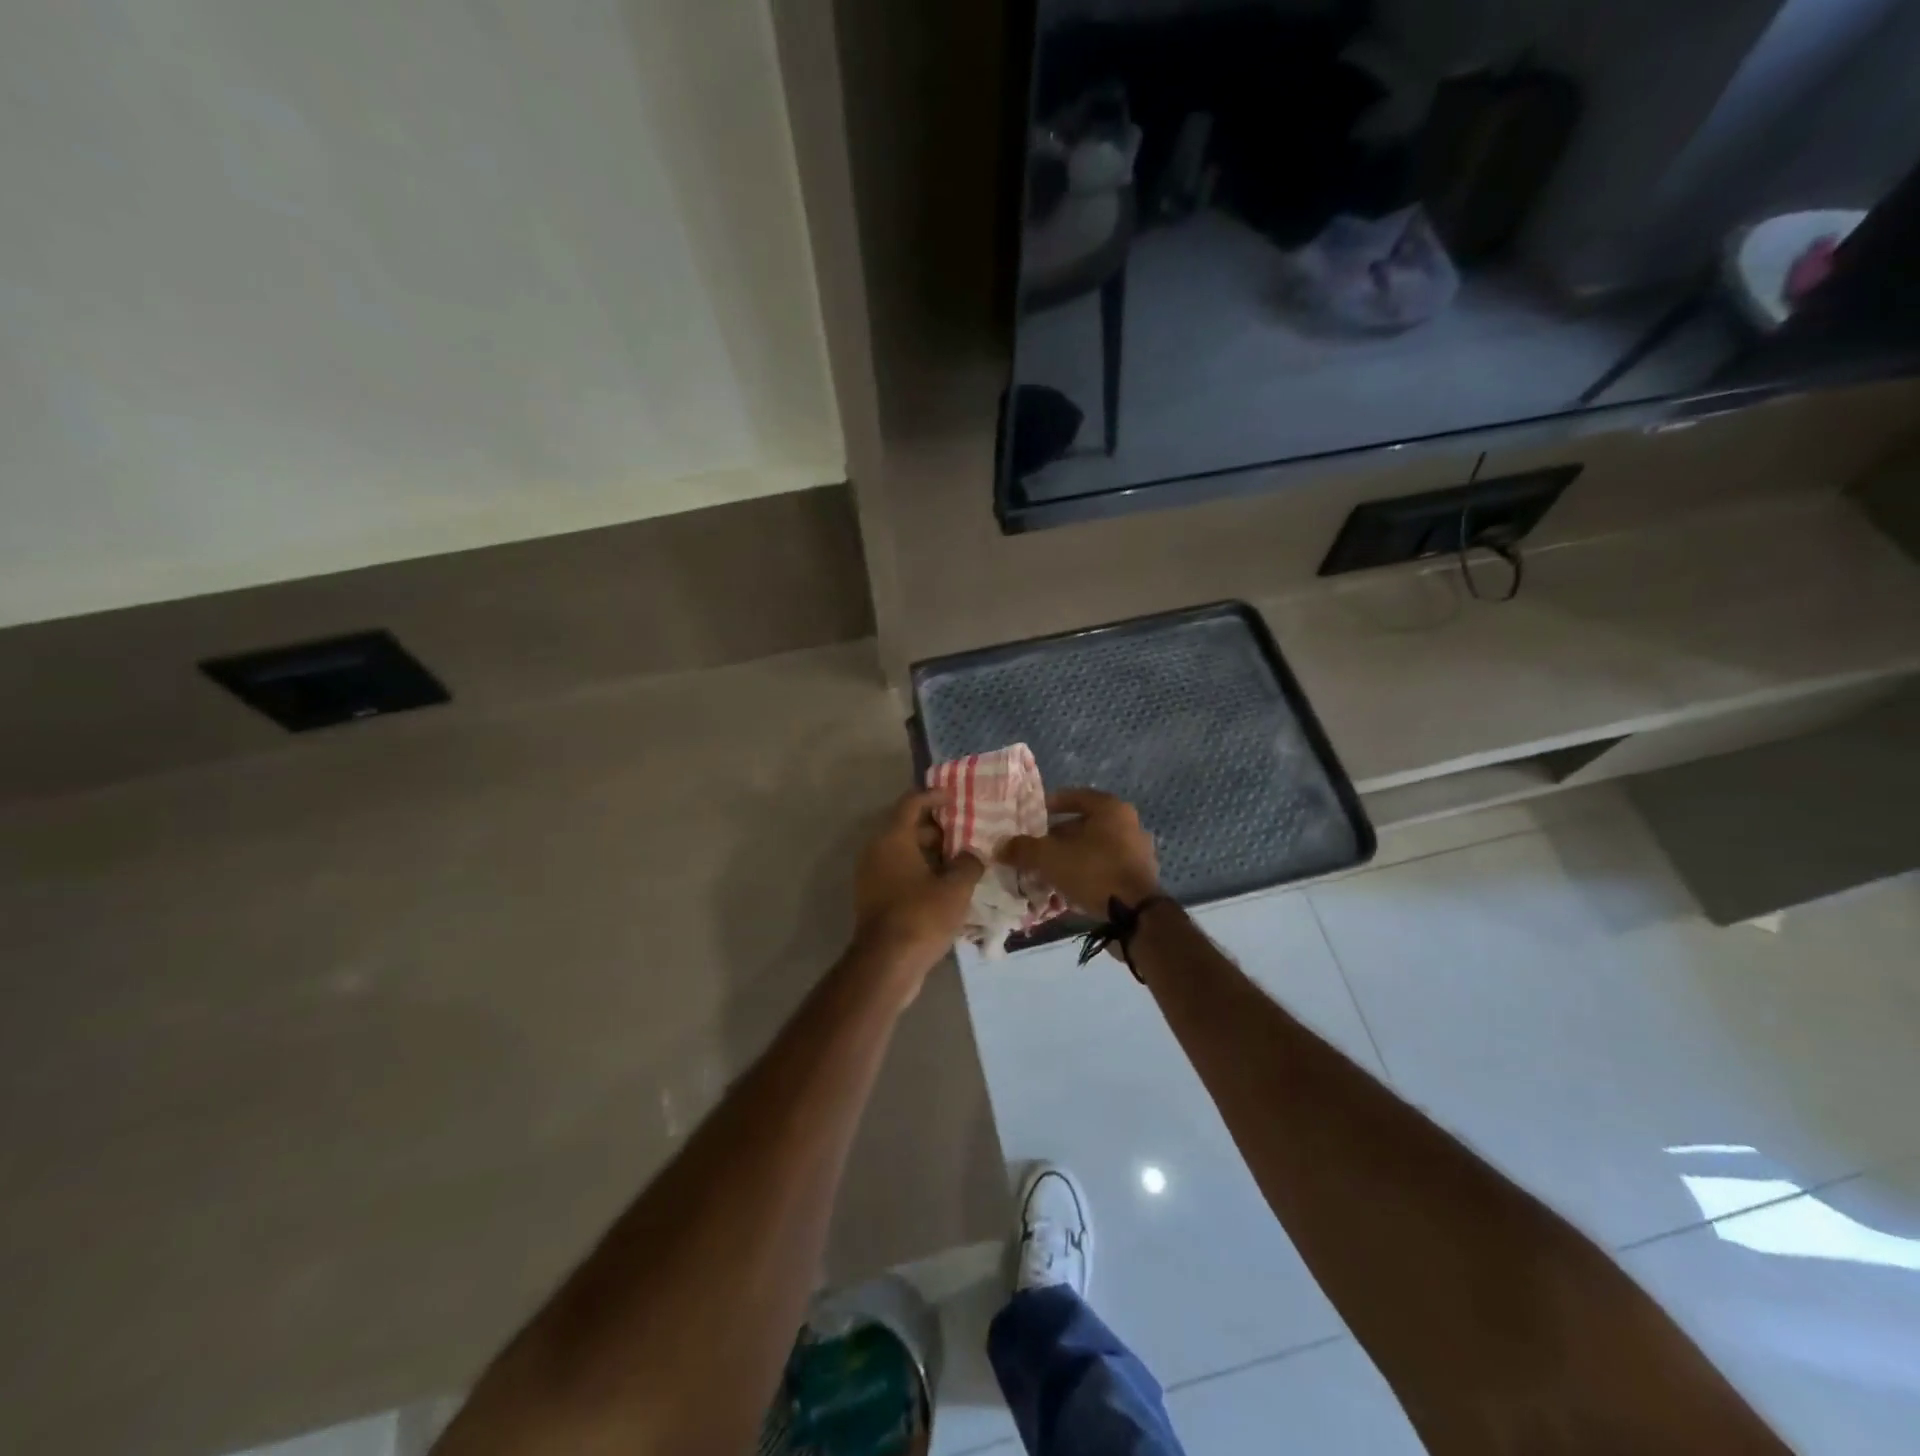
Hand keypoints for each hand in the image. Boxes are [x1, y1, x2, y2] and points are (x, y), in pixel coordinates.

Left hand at [853, 789, 985, 994]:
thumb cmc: (921, 916)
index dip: (934, 796)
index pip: (911, 803)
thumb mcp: (956, 888)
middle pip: (907, 828)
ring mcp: (872, 876)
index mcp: (892, 839)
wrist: (886, 964)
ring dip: (930, 853)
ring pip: (903, 853)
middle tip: (965, 833)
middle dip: (937, 829)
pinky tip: (945, 886)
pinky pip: (899, 873)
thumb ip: (968, 863)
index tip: (956, 798)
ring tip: (960, 861)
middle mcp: (876, 851)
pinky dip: (920, 872)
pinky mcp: (874, 898)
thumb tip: (971, 855)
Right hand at [1000, 788, 1160, 915]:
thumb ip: (1023, 849)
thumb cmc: (1093, 872)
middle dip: (1056, 838)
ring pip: (1093, 849)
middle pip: (1083, 825)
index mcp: (1111, 809)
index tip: (1031, 817)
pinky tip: (1066, 889)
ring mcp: (1137, 852)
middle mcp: (1128, 825)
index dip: (1049, 805)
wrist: (1135, 916)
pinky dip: (1085, 874)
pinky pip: (1104, 869)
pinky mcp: (1139, 878)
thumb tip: (1000, 846)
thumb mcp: (1049, 858)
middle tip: (1034, 849)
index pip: (1075, 797)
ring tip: (1045, 872)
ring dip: (1069, 858)